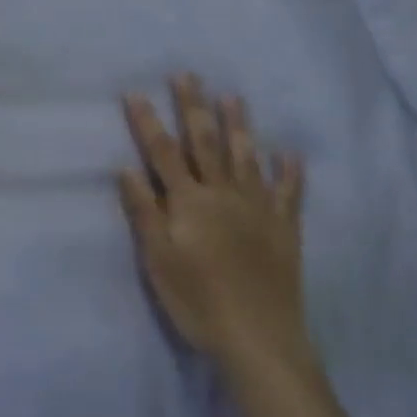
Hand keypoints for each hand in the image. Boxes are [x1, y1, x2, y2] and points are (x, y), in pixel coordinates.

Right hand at [119, 76, 317, 379]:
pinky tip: (290, 155)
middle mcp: (222, 195)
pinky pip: (288, 195)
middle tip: (188, 76)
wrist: (259, 340)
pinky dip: (290, 173)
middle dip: (193, 107)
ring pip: (246, 158)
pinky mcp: (283, 230)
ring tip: (233, 97)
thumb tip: (126, 168)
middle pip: (205, 143)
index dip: (148, 122)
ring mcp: (257, 209)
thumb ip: (144, 212)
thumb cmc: (198, 301)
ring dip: (239, 126)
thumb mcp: (158, 261)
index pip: (163, 153)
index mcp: (189, 202)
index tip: (136, 93)